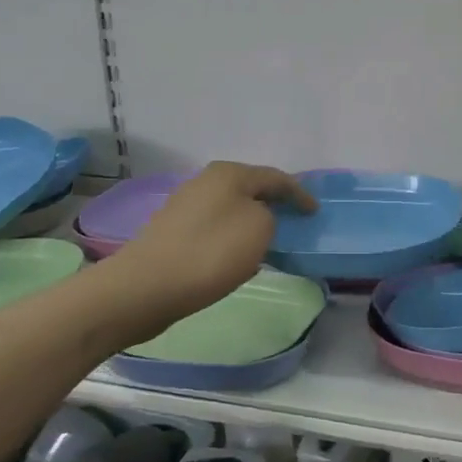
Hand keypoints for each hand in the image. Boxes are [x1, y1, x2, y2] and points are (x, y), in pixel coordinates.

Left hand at [115, 162, 314, 323]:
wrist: (146, 287)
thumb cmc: (211, 253)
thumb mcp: (260, 228)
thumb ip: (269, 215)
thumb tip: (258, 217)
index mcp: (228, 174)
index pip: (275, 178)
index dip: (299, 194)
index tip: (315, 212)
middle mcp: (204, 182)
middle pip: (250, 189)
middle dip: (273, 203)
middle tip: (293, 220)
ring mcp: (184, 206)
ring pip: (231, 209)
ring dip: (251, 221)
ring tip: (269, 240)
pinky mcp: (172, 232)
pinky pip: (214, 228)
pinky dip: (232, 237)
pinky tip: (237, 256)